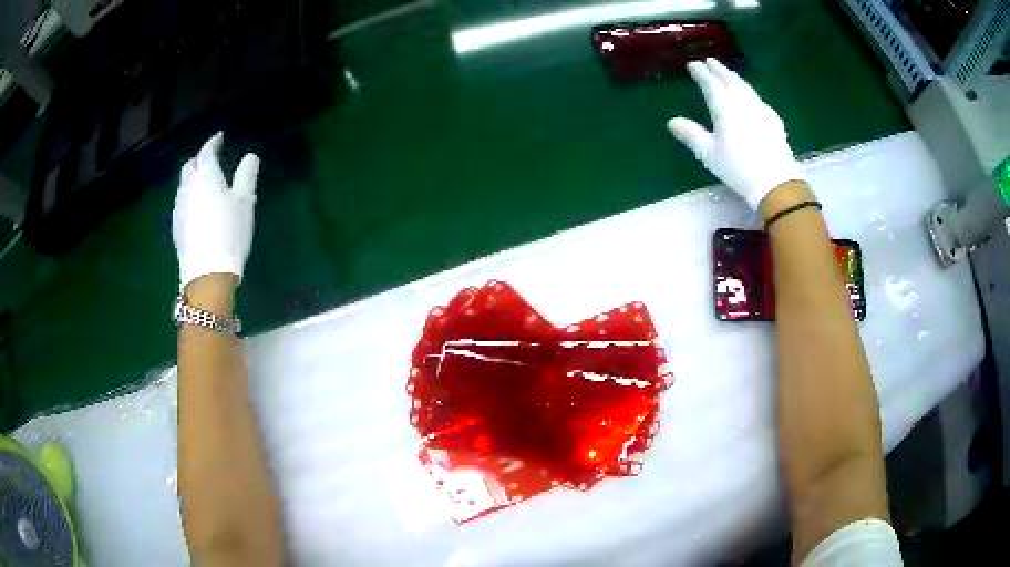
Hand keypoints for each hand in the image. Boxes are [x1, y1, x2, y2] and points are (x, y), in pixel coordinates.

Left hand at [173, 132, 259, 291]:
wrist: (207, 272)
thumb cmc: (229, 231)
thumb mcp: (245, 202)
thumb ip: (246, 176)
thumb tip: (250, 157)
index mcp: (206, 176)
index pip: (206, 152)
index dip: (213, 142)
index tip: (219, 137)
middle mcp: (189, 187)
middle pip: (190, 166)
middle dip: (199, 159)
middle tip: (210, 159)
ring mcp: (180, 207)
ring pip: (184, 184)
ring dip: (193, 179)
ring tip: (204, 183)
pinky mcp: (177, 226)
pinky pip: (182, 202)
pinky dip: (190, 197)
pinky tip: (197, 207)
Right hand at [668, 58, 802, 208]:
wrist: (776, 182)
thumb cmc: (738, 168)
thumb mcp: (710, 154)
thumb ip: (692, 135)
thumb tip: (672, 121)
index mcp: (725, 107)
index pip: (711, 83)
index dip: (701, 73)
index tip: (693, 64)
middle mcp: (743, 102)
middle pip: (730, 80)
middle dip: (719, 69)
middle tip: (710, 61)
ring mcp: (760, 109)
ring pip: (746, 87)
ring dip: (735, 77)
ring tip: (728, 74)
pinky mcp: (773, 120)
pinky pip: (758, 99)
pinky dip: (749, 93)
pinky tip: (751, 98)